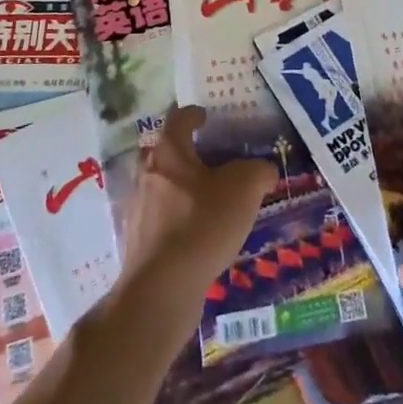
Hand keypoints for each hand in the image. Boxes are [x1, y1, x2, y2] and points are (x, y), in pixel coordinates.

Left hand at [116, 105, 274, 308]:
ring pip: (162, 186)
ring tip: (210, 199)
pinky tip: (199, 233)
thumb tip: (263, 170)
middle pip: (165, 152)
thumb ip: (258, 171)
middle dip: (185, 153)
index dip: (194, 115)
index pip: (178, 119)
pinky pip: (161, 217)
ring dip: (182, 187)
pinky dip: (178, 218)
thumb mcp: (244, 189)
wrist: (162, 288)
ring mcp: (139, 208)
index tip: (206, 118)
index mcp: (169, 152)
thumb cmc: (202, 224)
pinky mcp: (138, 240)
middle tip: (212, 159)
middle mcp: (148, 173)